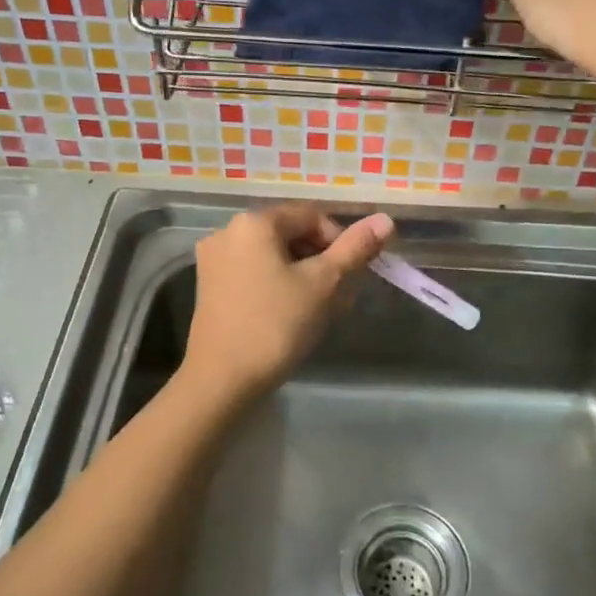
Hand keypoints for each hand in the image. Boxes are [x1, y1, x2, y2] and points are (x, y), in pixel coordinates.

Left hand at [180, 204, 393, 400]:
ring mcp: (214, 259)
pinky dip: (278, 284)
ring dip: (303, 274)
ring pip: (274, 255)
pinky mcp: (209, 286)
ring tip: (319, 309)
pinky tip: (290, 314)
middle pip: (291, 233)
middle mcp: (228, 231)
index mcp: (255, 222)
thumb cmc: (275, 325)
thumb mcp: (323, 284)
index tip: (352, 276)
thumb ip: (354, 248)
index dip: (340, 242)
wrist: (221, 380)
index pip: (312, 215)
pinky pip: (254, 272)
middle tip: (339, 296)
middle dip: (322, 260)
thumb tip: (385, 220)